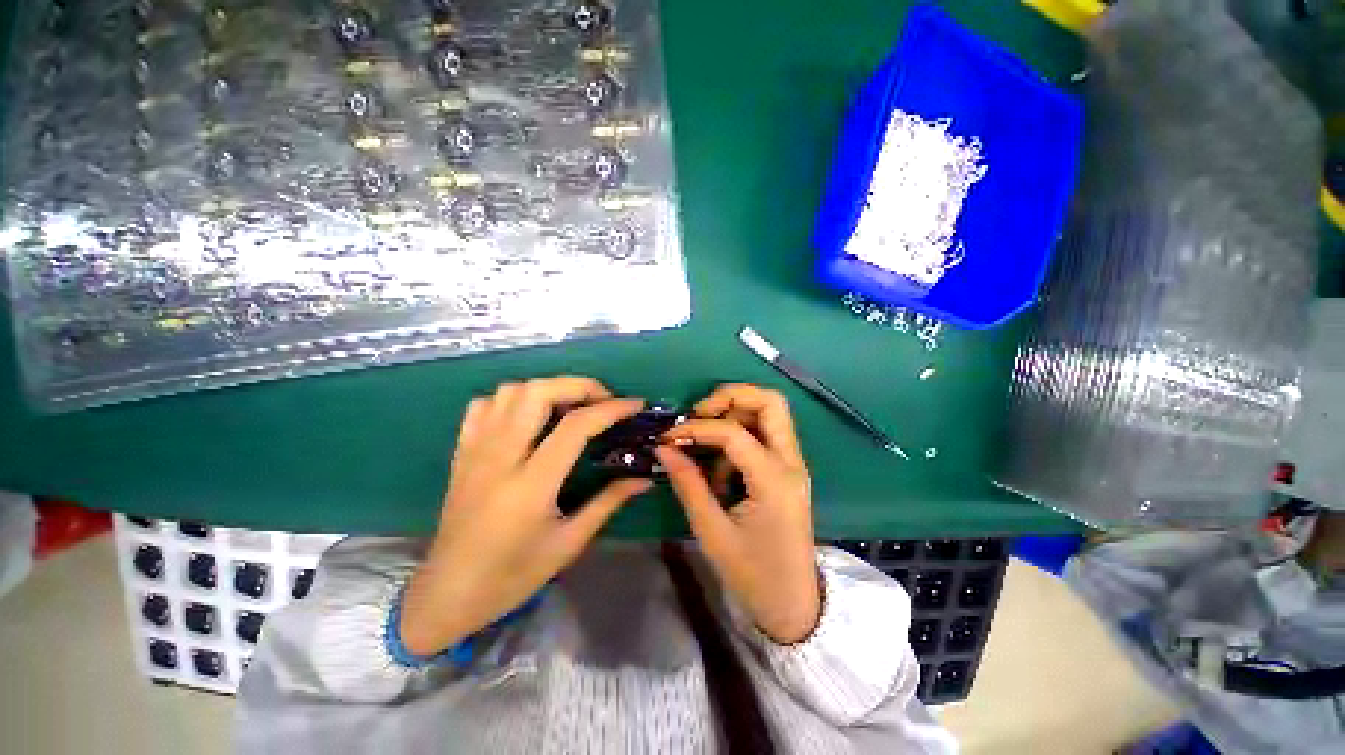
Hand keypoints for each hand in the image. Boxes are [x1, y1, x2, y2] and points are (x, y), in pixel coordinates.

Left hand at [400, 377, 651, 655]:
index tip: (635, 405)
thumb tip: (644, 478)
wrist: (448, 594)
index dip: (611, 409)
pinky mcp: (462, 452)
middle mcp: (500, 458)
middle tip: (603, 400)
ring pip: (511, 391)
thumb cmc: (513, 575)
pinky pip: (485, 405)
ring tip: (571, 406)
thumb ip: (609, 502)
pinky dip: (513, 399)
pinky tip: (530, 416)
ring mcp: (476, 451)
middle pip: (538, 393)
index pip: (576, 427)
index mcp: (531, 485)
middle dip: (579, 385)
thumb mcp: (569, 543)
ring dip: (548, 388)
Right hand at [655, 384, 820, 644]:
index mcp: (774, 480)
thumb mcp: (712, 531)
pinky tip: (721, 466)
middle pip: (770, 402)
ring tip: (706, 440)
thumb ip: (688, 484)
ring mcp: (794, 464)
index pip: (734, 432)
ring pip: (771, 413)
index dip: (697, 427)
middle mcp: (791, 463)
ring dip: (736, 413)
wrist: (793, 605)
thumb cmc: (752, 575)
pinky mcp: (789, 470)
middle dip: (731, 397)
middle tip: (699, 413)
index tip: (669, 436)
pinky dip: (741, 435)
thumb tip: (664, 448)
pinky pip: (766, 434)